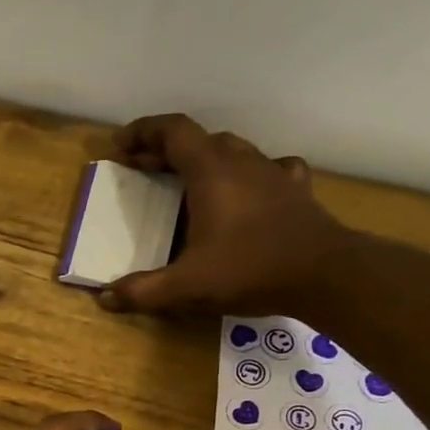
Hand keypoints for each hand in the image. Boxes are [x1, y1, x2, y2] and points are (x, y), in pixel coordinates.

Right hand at [99, 113, 356, 316]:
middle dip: (166, 150)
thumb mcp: (186, 287)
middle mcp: (242, 162)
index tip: (121, 145)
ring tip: (188, 180)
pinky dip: (250, 174)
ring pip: (233, 151)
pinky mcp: (296, 191)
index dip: (144, 132)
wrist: (324, 274)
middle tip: (143, 169)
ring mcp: (273, 173)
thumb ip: (143, 291)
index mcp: (211, 172)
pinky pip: (269, 169)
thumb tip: (105, 298)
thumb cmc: (249, 270)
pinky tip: (249, 189)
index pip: (173, 131)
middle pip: (200, 140)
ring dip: (205, 159)